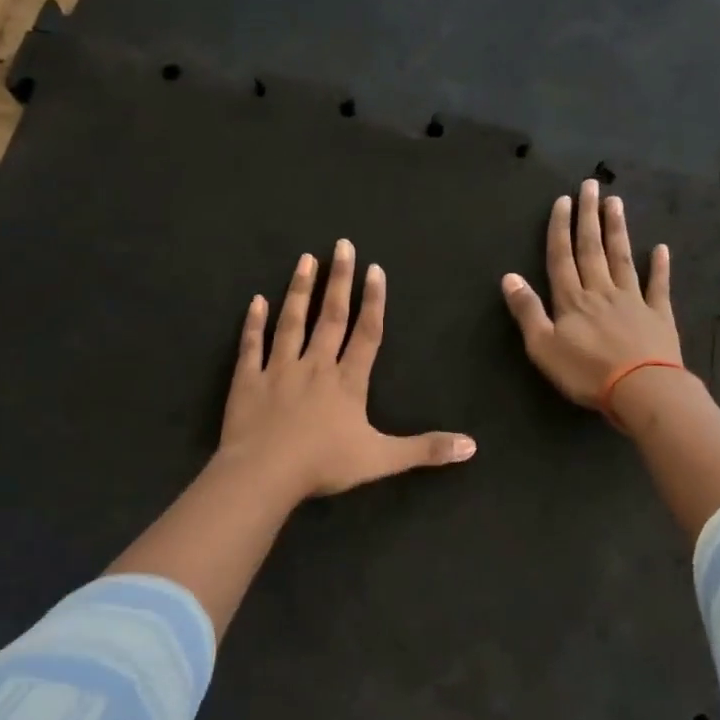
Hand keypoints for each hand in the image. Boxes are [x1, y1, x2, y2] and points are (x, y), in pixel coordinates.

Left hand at [221, 240, 476, 497]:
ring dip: (300, 291)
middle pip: (330, 317)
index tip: (374, 269)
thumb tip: (472, 446)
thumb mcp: (382, 459)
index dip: (373, 301)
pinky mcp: (248, 381)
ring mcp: (278, 370)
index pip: (366, 334)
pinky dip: (253, 323)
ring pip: (291, 322)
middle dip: (338, 280)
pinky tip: (255, 301)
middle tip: (341, 245)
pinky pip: (251, 346)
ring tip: (305, 260)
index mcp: (347, 382)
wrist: (264, 474)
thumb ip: (425, 450)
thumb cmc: (324, 464)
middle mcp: (315, 366)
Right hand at [501, 178, 681, 409]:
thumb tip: (509, 276)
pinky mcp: (658, 315)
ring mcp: (633, 300)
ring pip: (622, 258)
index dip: (561, 228)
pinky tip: (661, 249)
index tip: (564, 200)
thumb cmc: (586, 372)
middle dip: (589, 217)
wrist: (641, 389)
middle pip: (592, 249)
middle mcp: (601, 291)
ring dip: (618, 230)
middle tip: (591, 185)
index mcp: (571, 300)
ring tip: (616, 203)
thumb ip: (527, 311)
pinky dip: (659, 267)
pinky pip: (658, 286)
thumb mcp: (543, 347)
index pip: (562, 257)